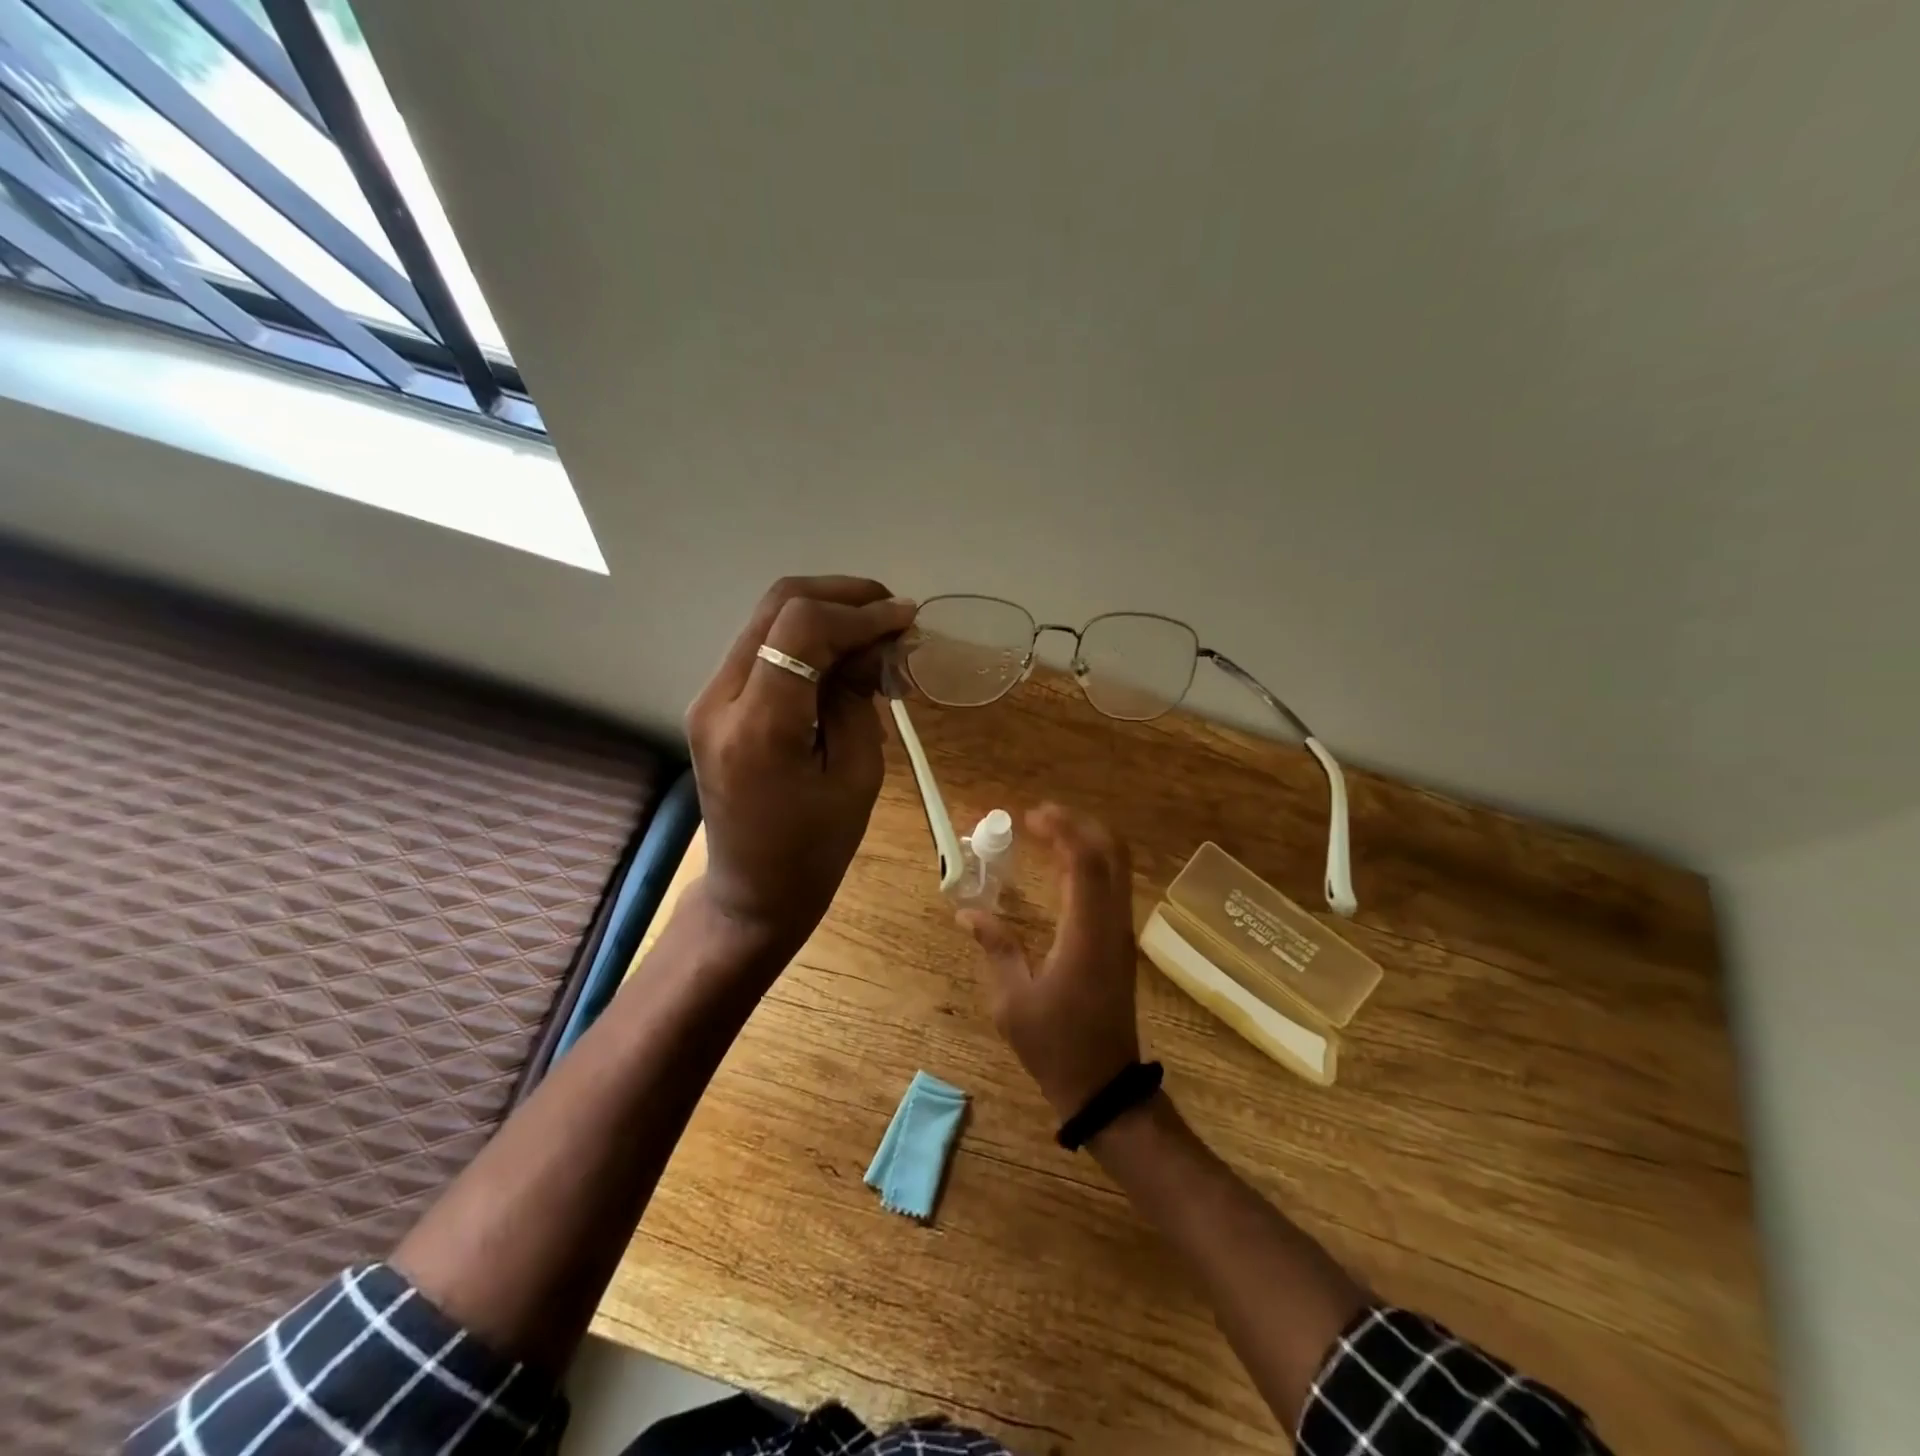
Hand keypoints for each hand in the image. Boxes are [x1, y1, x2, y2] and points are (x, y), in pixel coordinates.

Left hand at [686, 576, 915, 964]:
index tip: (906, 618)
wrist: (752, 893)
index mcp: (759, 727)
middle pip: (777, 605)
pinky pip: (761, 647)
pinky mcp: (713, 705)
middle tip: (892, 611)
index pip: (803, 628)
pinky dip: (805, 638)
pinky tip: (842, 653)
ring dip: (824, 613)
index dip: (861, 612)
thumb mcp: (857, 776)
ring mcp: (708, 699)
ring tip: (875, 629)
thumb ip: (860, 700)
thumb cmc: (814, 851)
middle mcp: (719, 700)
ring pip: (766, 618)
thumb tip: (873, 645)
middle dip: (842, 596)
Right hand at [958, 804, 1142, 1117]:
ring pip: (1117, 867)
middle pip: (1112, 853)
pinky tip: (1060, 867)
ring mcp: (1122, 933)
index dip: (1061, 830)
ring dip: (1085, 841)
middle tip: (1039, 817)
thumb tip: (967, 912)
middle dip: (1078, 825)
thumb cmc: (1055, 1045)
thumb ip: (996, 948)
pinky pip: (1112, 886)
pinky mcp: (1121, 942)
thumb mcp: (1013, 1001)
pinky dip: (1089, 863)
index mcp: (1086, 934)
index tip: (1029, 816)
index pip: (1084, 862)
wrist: (1104, 1086)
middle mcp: (1112, 924)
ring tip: (1045, 834)